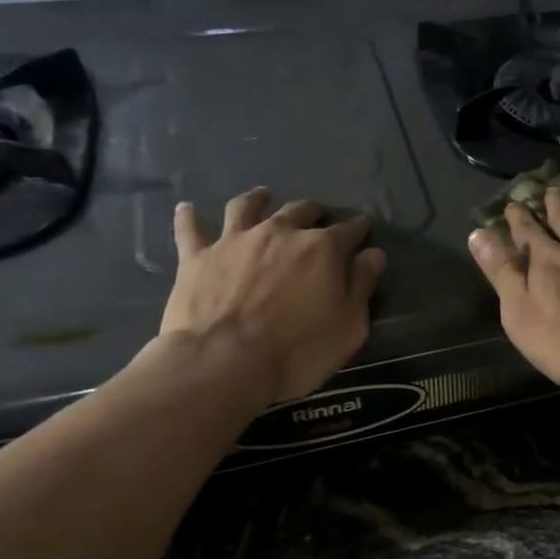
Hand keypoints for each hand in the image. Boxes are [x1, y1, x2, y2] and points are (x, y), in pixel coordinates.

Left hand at [160, 187, 385, 406]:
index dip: (359, 228)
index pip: (349, 230)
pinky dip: (189, 217)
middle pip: (301, 211)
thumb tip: (373, 254)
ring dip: (258, 199)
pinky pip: (191, 229)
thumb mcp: (349, 326)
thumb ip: (362, 285)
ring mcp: (236, 240)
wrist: (223, 363)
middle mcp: (281, 232)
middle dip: (314, 211)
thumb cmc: (298, 350)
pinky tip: (186, 208)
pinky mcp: (198, 256)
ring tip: (263, 196)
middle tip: (318, 216)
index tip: (364, 230)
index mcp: (323, 248)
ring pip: (247, 206)